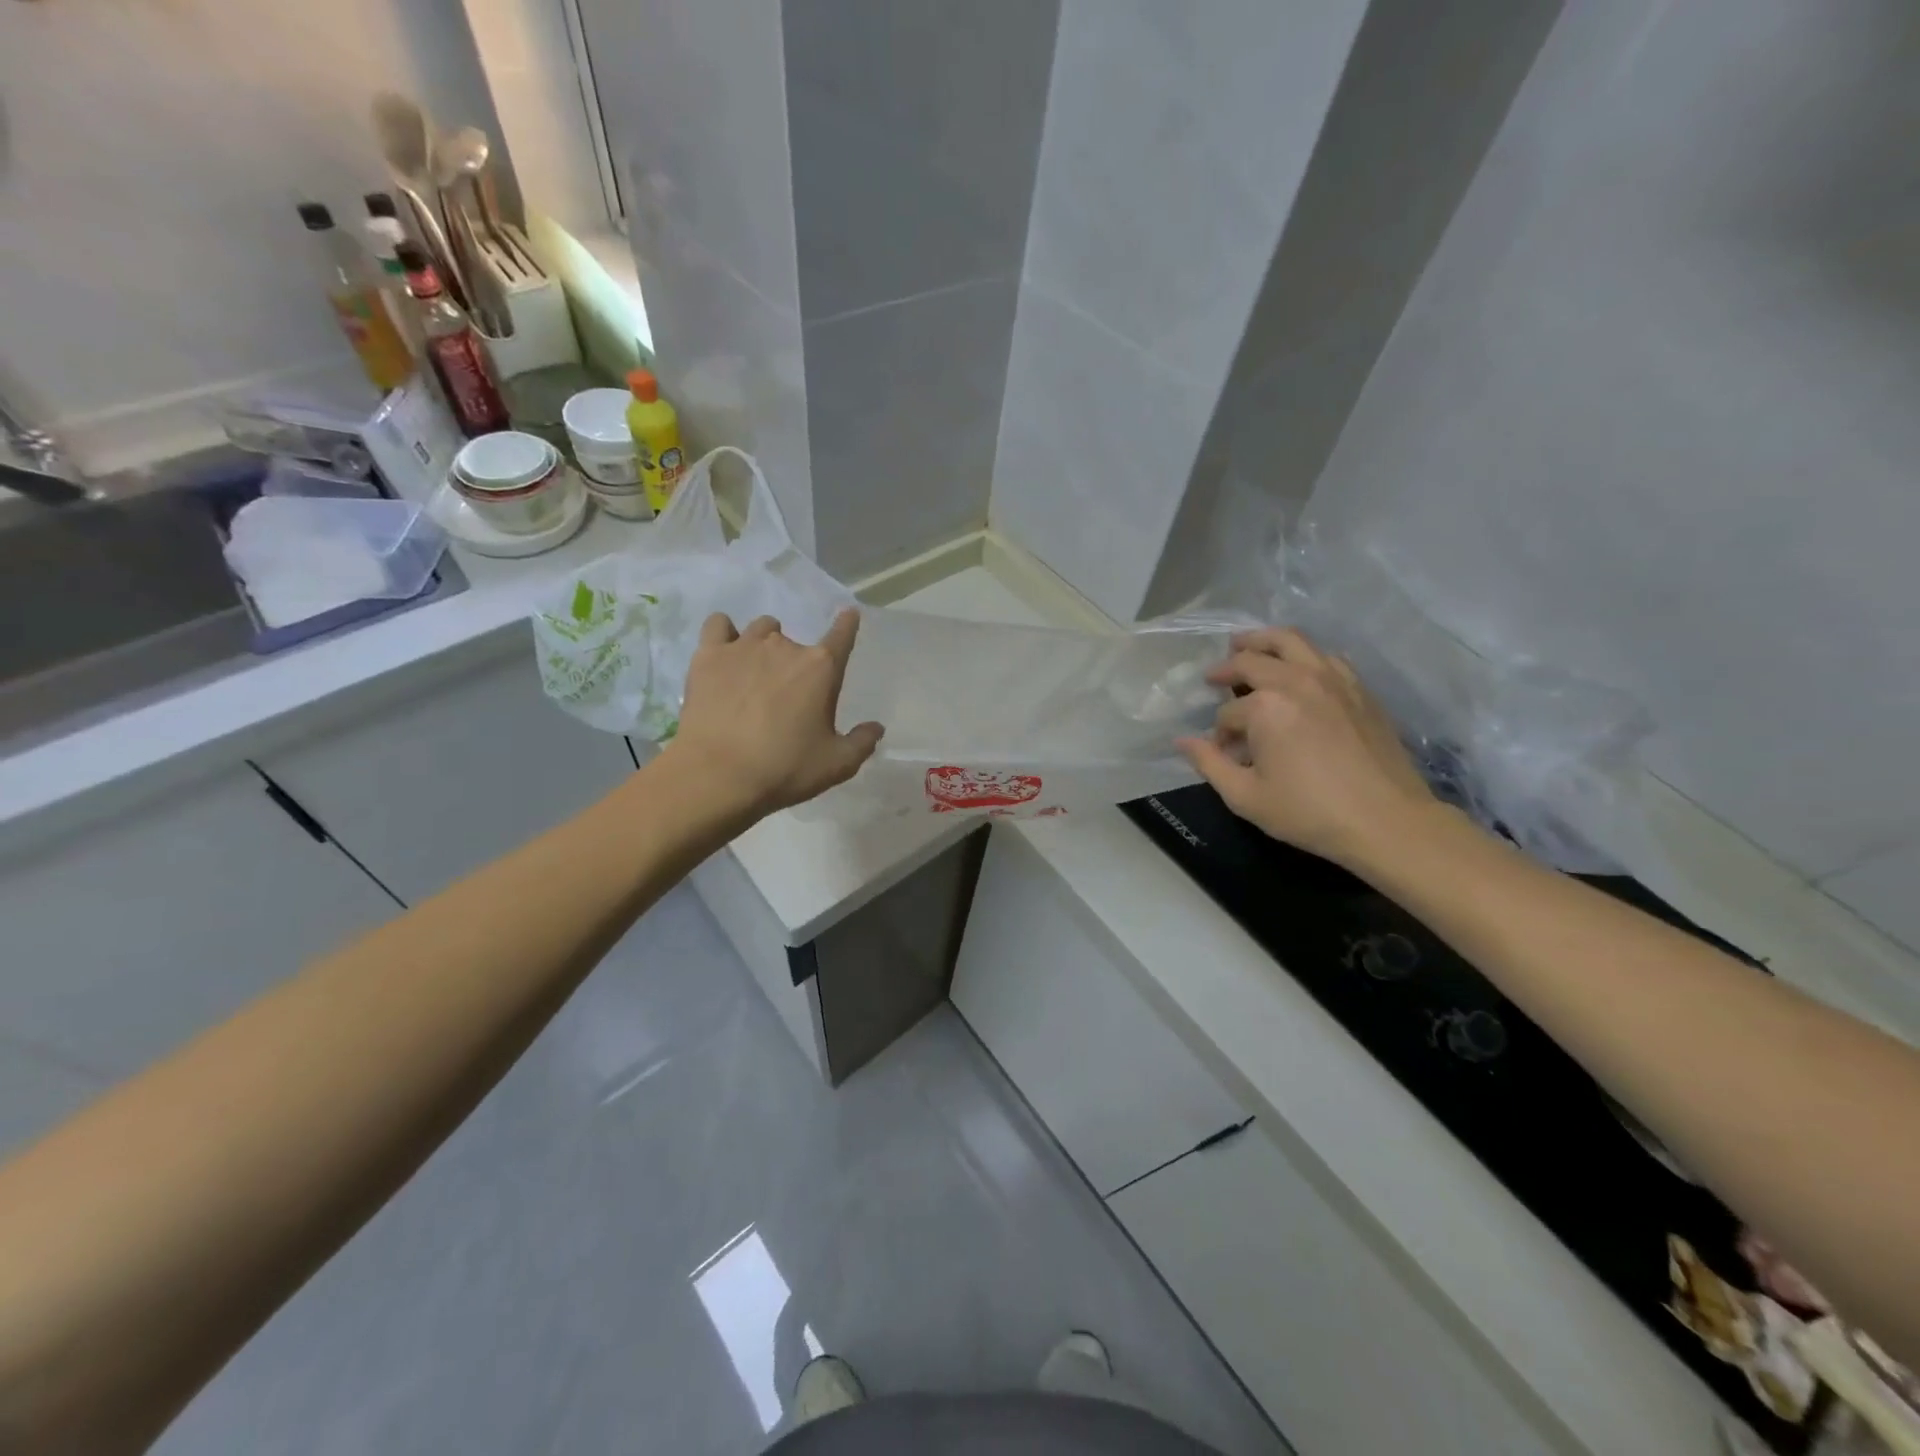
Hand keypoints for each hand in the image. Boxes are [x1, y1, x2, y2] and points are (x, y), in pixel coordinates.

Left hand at [669, 609, 883, 820]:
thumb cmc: (784, 769)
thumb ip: (861, 743)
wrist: (717, 775)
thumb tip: (876, 727)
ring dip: (765, 643)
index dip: (847, 624)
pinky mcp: (708, 655)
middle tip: (787, 696)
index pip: (842, 635)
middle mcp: (785, 647)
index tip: (849, 615)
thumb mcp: (836, 765)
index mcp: (821, 668)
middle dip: (797, 663)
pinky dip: (725, 634)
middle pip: (797, 641)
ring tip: (756, 671)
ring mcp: (744, 646)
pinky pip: (719, 625)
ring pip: (762, 628)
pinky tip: (725, 654)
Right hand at [1178, 627, 1440, 867]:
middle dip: (1227, 668)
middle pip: (1251, 660)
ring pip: (1291, 640)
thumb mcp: (1246, 797)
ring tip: (1246, 646)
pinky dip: (1302, 654)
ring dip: (1262, 641)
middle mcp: (1296, 681)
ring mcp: (1333, 679)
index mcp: (1265, 707)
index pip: (1227, 713)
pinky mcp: (1359, 688)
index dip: (1218, 733)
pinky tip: (1298, 669)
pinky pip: (1324, 655)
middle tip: (1214, 676)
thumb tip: (1182, 742)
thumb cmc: (1309, 812)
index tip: (1223, 752)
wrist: (1387, 820)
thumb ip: (1209, 764)